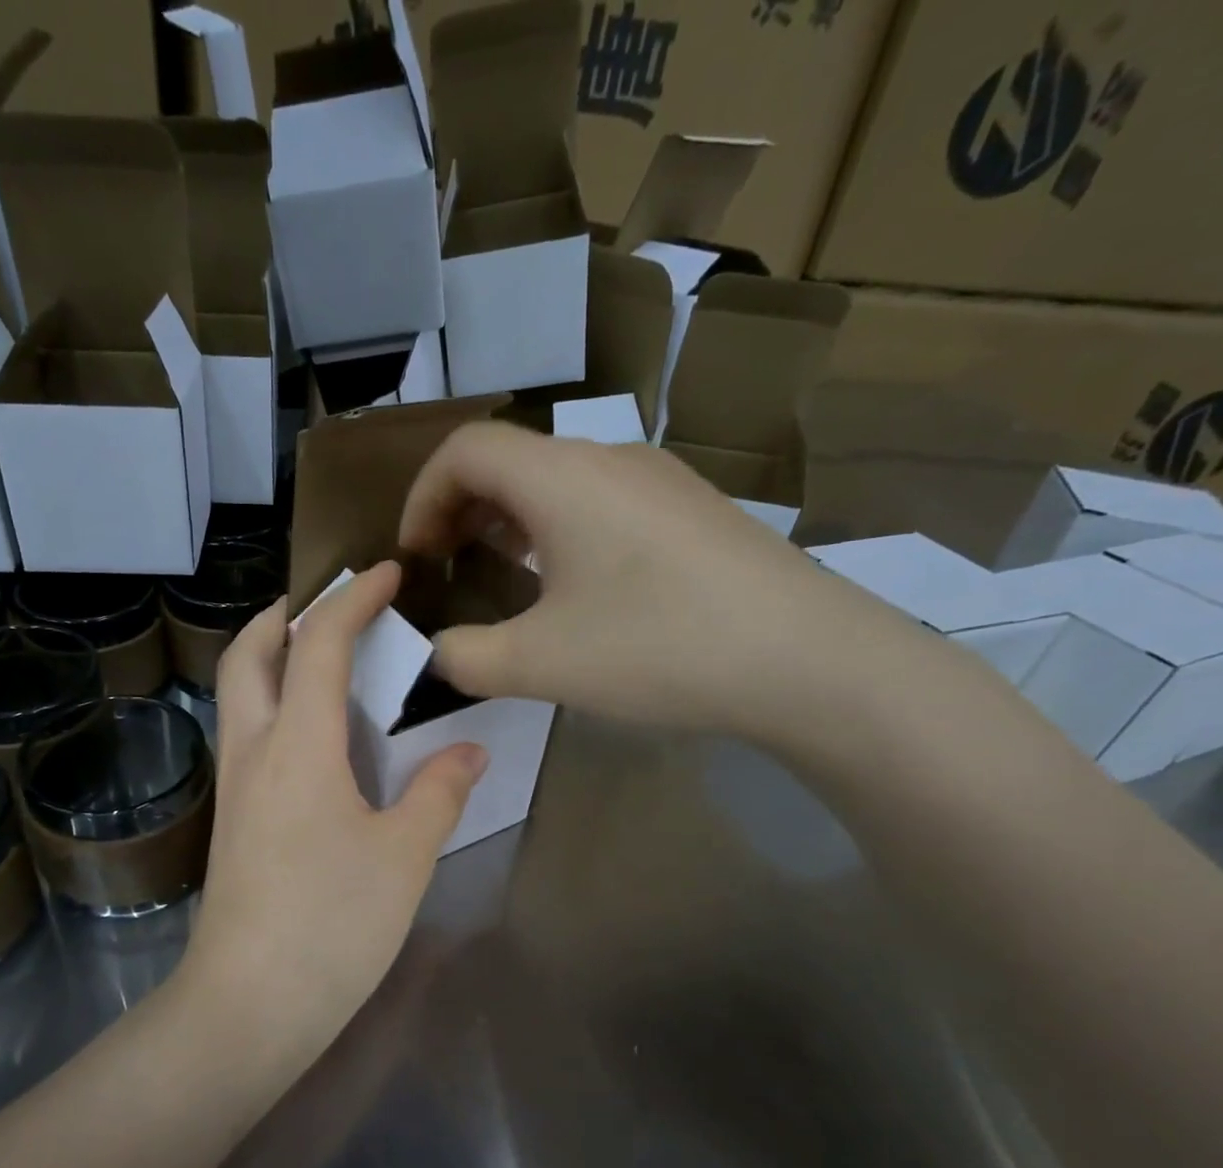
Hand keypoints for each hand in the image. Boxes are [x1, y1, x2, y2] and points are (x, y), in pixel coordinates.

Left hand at [181, 563, 488, 1069]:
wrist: (249, 1002)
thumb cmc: (332, 924)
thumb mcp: (403, 856)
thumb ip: (438, 793)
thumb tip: (468, 752)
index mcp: (299, 745)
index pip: (320, 645)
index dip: (352, 599)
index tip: (387, 573)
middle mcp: (255, 751)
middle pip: (248, 655)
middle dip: (283, 615)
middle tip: (327, 604)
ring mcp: (236, 785)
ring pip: (239, 694)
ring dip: (271, 657)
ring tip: (322, 658)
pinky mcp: (234, 818)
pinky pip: (247, 733)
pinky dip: (273, 703)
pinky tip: (313, 732)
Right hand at [399, 422, 911, 742]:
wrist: (807, 659)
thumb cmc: (657, 647)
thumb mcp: (538, 663)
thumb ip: (463, 658)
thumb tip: (435, 654)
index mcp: (561, 477)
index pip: (464, 449)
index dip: (422, 497)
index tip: (415, 558)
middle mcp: (608, 459)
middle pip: (508, 458)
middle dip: (459, 509)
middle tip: (446, 568)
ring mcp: (658, 480)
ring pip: (556, 478)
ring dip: (508, 519)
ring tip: (496, 572)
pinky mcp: (690, 510)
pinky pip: (598, 500)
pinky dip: (556, 529)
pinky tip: (569, 585)